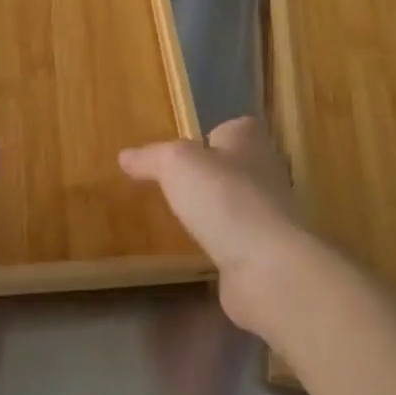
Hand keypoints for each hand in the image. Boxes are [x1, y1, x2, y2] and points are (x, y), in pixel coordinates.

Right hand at [120, 117, 329, 340]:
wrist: (268, 267)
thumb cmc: (224, 199)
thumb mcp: (176, 164)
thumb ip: (151, 157)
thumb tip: (126, 156)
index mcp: (249, 141)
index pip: (232, 128)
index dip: (209, 135)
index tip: (184, 150)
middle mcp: (265, 172)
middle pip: (235, 166)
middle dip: (210, 175)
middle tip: (174, 185)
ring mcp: (269, 215)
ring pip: (236, 204)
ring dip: (215, 211)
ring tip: (181, 218)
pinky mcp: (266, 252)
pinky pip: (237, 240)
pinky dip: (221, 243)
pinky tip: (198, 251)